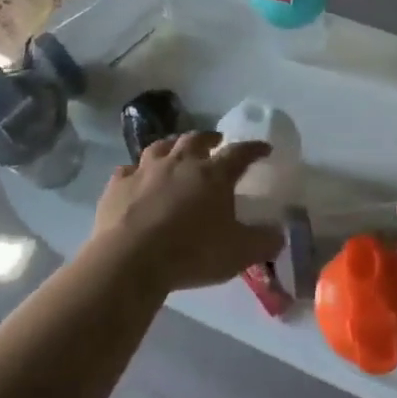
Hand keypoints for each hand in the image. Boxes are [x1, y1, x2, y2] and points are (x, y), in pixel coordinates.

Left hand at [93, 132, 283, 292]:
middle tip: (216, 143)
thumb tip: (279, 234)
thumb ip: (263, 242)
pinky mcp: (118, 184)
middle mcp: (180, 162)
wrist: (130, 259)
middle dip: (209, 138)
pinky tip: (137, 178)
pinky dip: (136, 171)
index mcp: (213, 174)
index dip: (254, 149)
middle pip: (196, 139)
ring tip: (177, 152)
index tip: (263, 148)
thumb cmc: (191, 252)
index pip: (239, 153)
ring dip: (172, 146)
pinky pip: (129, 170)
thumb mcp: (239, 253)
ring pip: (161, 146)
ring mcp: (145, 169)